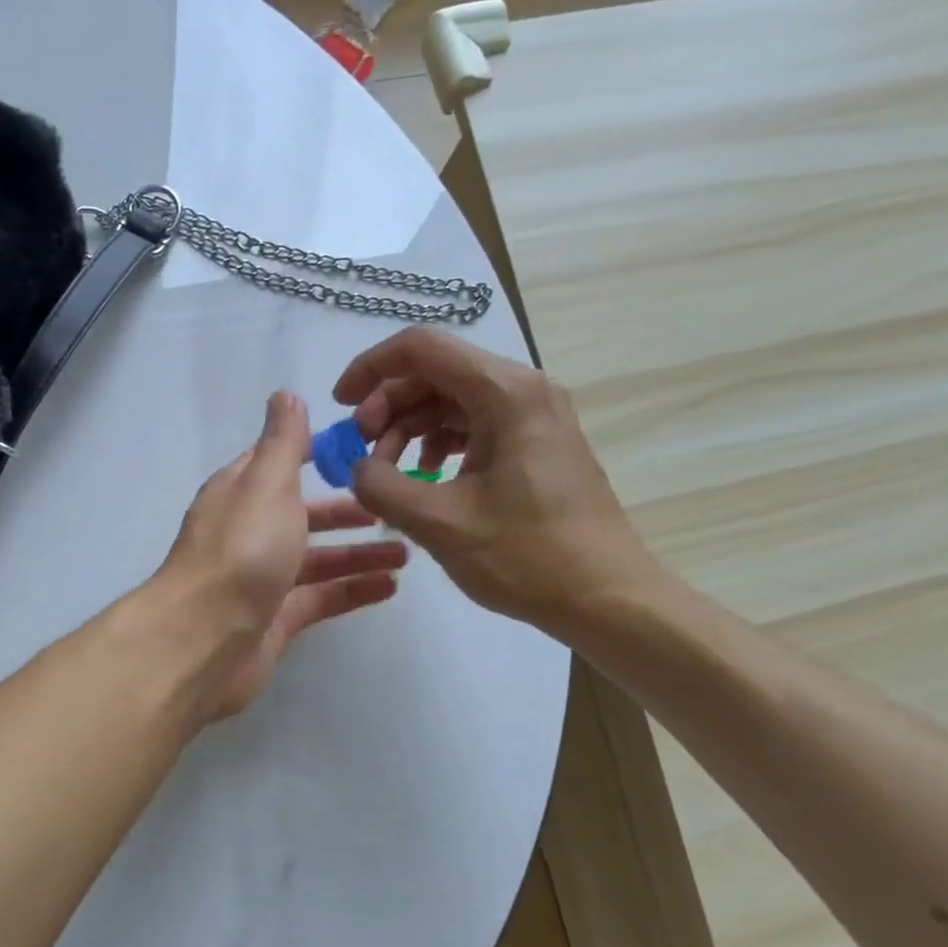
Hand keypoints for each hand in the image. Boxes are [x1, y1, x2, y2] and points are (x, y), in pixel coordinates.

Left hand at [151, 391, 407, 719]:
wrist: (204, 639)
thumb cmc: (241, 550)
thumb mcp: (266, 484)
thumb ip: (282, 442)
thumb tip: (285, 395)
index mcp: (239, 494)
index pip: (278, 464)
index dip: (315, 454)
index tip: (362, 451)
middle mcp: (247, 533)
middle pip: (302, 515)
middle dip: (345, 510)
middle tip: (393, 507)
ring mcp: (261, 579)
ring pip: (316, 560)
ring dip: (358, 553)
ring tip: (406, 552)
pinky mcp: (275, 620)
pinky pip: (320, 599)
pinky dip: (352, 590)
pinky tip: (390, 587)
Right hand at [332, 328, 664, 637]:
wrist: (607, 597)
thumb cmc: (526, 556)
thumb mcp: (440, 523)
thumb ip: (382, 487)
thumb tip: (358, 469)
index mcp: (506, 393)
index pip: (422, 348)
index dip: (370, 369)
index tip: (340, 406)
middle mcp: (524, 391)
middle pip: (436, 373)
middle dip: (388, 406)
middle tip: (362, 452)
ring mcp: (534, 418)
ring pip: (452, 401)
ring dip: (410, 428)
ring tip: (388, 473)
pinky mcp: (536, 446)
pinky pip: (474, 427)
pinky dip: (438, 445)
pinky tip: (425, 478)